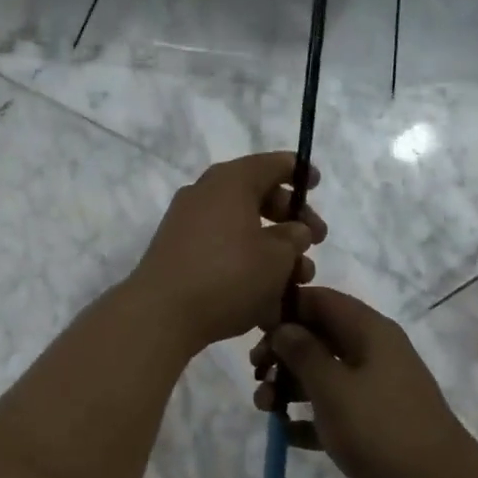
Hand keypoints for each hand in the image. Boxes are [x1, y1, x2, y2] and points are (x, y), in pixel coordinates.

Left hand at [129, 152, 325, 351]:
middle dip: (289, 218)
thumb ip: (295, 237)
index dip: (298, 172)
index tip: (316, 184)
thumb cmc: (228, 276)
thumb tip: (294, 230)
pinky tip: (265, 292)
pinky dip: (244, 261)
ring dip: (271, 247)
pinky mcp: (177, 253)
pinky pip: (220, 248)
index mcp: (231, 181)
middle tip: (314, 242)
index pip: (271, 164)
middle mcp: (205, 194)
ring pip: (240, 227)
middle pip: (256, 195)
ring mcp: (186, 224)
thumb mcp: (278, 257)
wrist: (161, 313)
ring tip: (296, 279)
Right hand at [250, 286, 474, 477]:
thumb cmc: (379, 427)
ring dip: (289, 387)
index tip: (255, 331)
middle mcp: (372, 353)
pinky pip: (331, 410)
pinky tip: (286, 434)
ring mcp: (373, 389)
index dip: (286, 309)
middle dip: (282, 353)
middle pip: (318, 337)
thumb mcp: (332, 386)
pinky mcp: (370, 422)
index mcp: (369, 332)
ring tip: (265, 408)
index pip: (321, 301)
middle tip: (256, 373)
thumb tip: (282, 327)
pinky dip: (308, 418)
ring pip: (321, 375)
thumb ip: (302, 352)